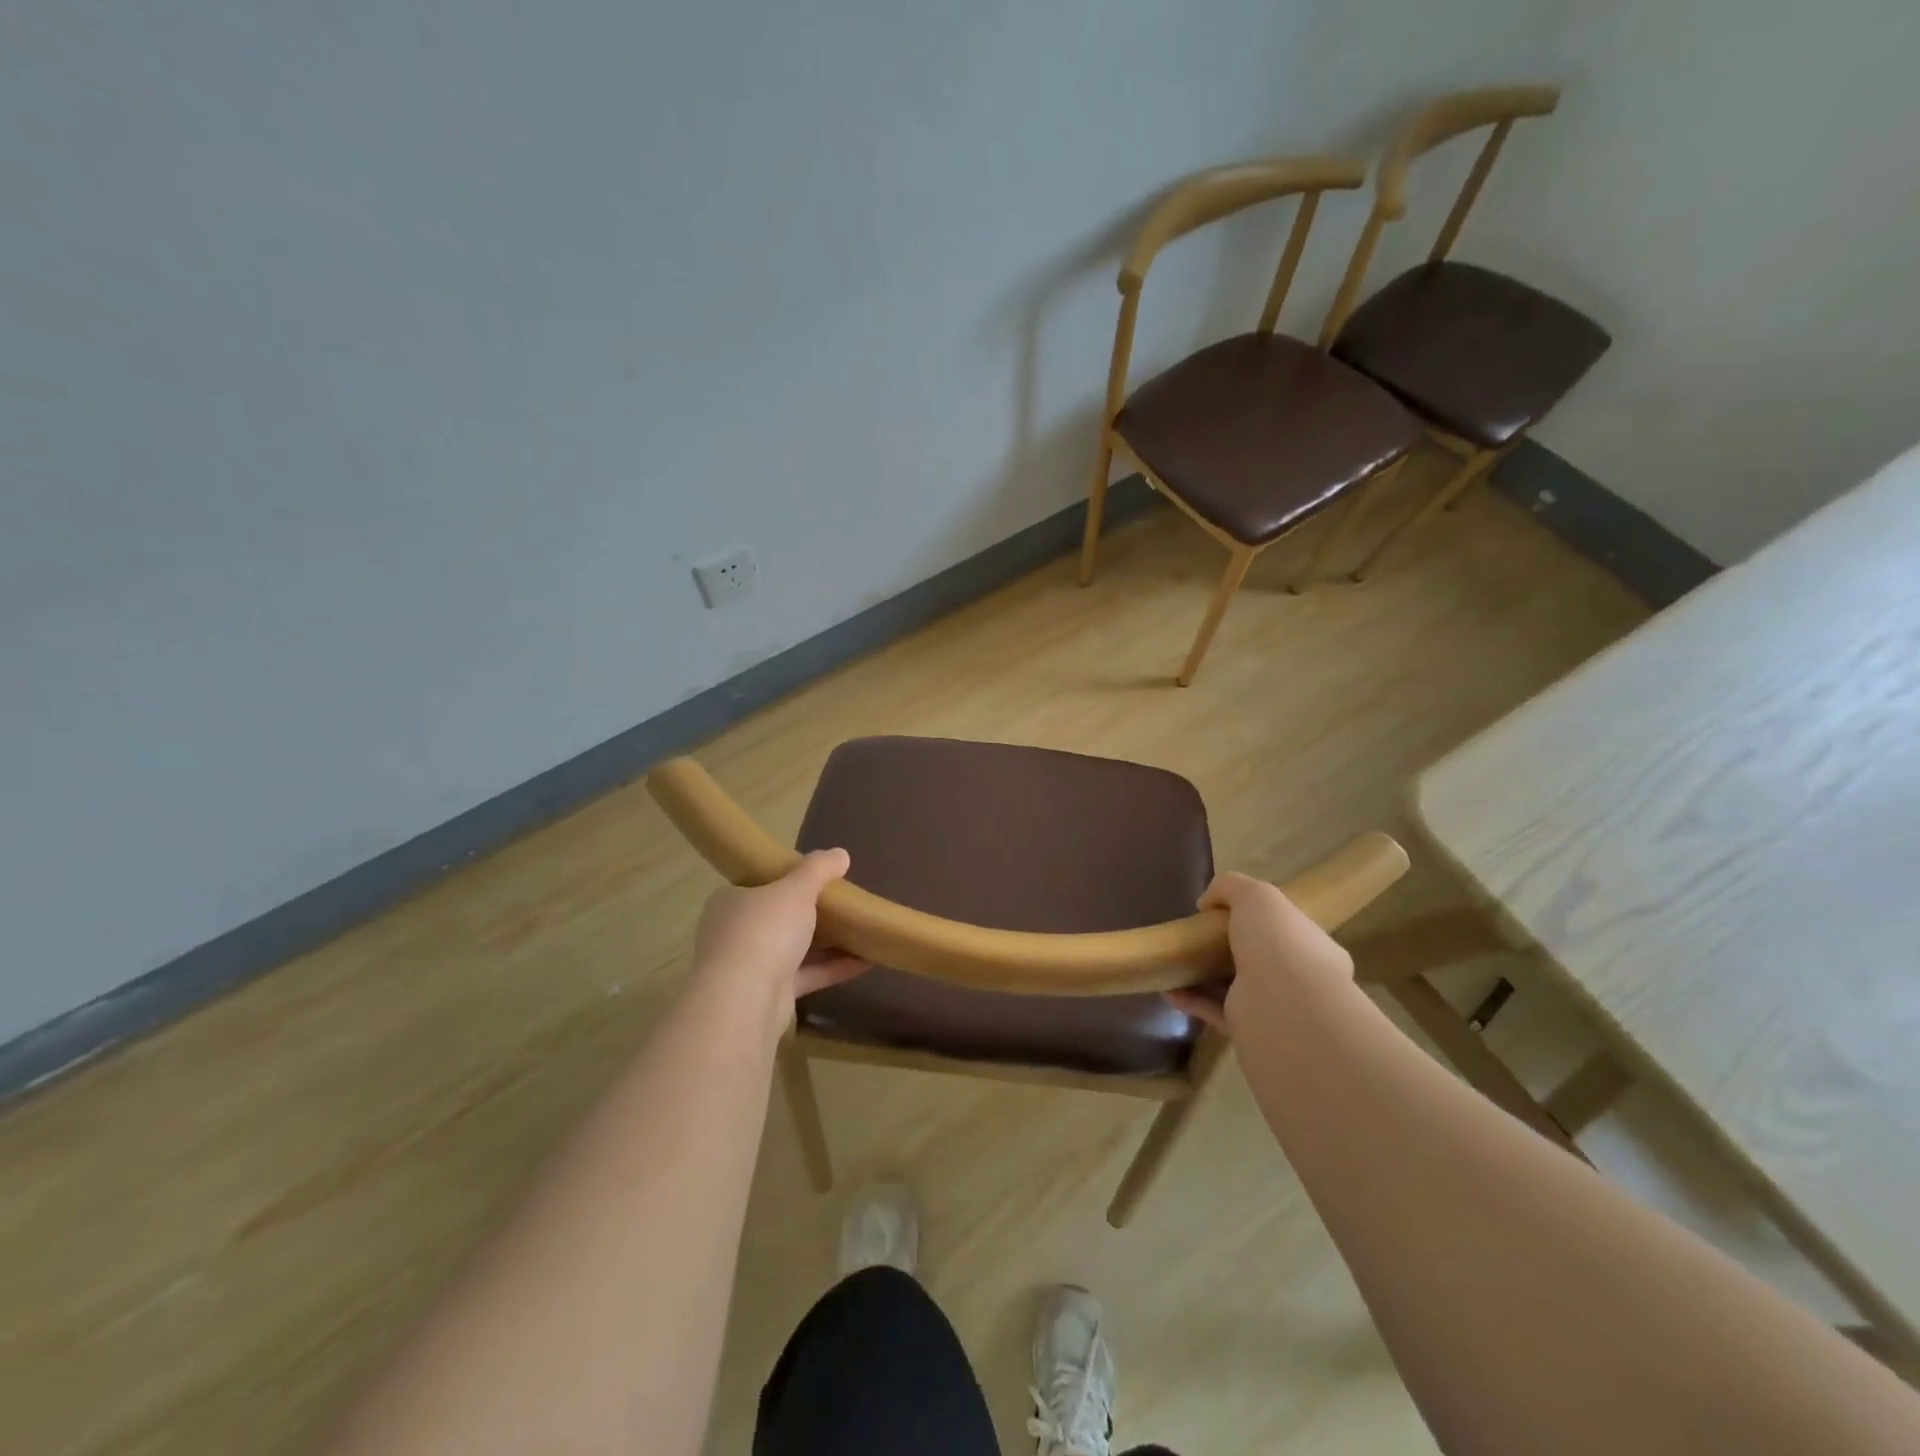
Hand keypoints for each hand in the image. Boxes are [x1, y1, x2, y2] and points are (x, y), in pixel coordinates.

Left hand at [692, 849, 870, 1006]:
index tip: (816, 879)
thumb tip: (840, 854)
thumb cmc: (765, 930)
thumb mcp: (797, 888)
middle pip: (778, 918)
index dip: (786, 880)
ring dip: (827, 943)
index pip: (758, 885)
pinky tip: (867, 961)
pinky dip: (833, 968)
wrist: (745, 1000)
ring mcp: (751, 967)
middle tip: (843, 904)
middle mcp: (736, 933)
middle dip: (810, 913)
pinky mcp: (770, 995)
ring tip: (862, 931)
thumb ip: (819, 869)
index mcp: (731, 902)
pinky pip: (806, 975)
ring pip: (793, 949)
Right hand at [1165, 872, 1352, 1034]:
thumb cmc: (1278, 942)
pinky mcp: (1248, 1030)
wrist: (1282, 1006)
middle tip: (1196, 936)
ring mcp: (1273, 1006)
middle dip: (1225, 947)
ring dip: (1204, 976)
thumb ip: (1230, 887)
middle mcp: (1296, 977)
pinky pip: (1215, 1011)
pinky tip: (1170, 990)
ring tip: (1174, 962)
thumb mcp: (1255, 895)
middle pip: (1256, 958)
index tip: (1221, 912)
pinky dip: (1192, 1000)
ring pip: (1234, 986)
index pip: (1283, 928)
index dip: (1255, 918)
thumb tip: (1207, 902)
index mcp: (1309, 945)